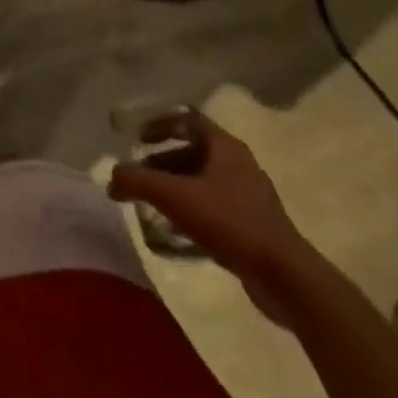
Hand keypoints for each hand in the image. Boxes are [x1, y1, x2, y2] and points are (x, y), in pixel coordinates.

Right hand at [108, 115, 315, 324]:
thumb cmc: (229, 222)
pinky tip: (177, 231)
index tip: (137, 138)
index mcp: (225, 146)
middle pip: (193, 151)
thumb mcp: (174, 196)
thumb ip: (136, 181)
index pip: (187, 119)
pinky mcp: (254, 226)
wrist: (286, 278)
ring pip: (203, 181)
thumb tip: (111, 178)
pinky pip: (215, 207)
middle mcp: (239, 164)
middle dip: (162, 161)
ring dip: (176, 187)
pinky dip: (192, 210)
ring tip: (153, 204)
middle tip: (140, 175)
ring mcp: (250, 196)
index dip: (160, 124)